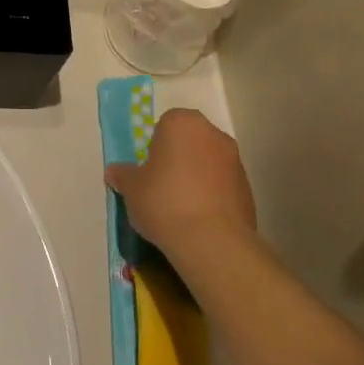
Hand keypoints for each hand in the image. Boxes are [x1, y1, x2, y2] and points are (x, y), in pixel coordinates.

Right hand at [107, 109, 256, 275]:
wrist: (212, 241)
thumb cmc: (164, 202)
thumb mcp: (131, 189)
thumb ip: (123, 175)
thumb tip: (115, 172)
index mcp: (182, 123)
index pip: (165, 124)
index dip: (155, 146)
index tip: (149, 169)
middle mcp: (213, 134)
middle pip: (190, 141)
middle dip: (178, 158)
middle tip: (162, 185)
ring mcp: (235, 161)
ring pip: (208, 163)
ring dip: (197, 177)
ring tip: (182, 207)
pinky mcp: (248, 188)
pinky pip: (223, 185)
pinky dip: (213, 196)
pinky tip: (200, 219)